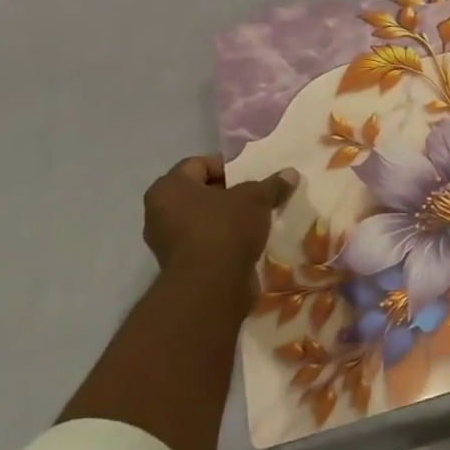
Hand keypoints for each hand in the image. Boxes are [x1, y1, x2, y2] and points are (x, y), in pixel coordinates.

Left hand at [143, 155, 296, 272]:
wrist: (211, 285)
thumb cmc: (225, 228)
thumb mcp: (256, 198)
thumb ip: (272, 184)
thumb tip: (290, 173)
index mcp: (168, 189)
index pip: (198, 164)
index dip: (228, 165)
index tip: (253, 173)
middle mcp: (159, 212)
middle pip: (200, 192)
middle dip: (230, 192)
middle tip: (258, 194)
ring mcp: (168, 241)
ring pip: (203, 218)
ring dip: (229, 217)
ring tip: (258, 218)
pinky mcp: (182, 264)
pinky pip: (206, 241)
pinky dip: (225, 238)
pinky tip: (250, 240)